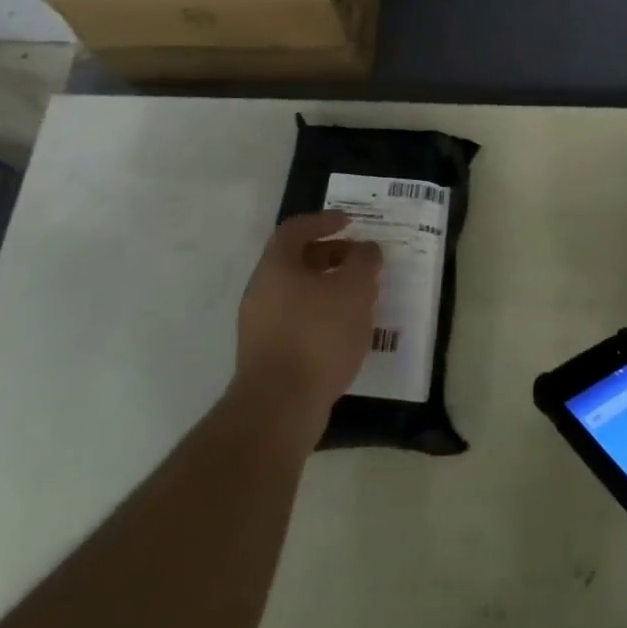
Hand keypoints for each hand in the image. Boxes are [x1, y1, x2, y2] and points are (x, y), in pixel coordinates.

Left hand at [234, 211, 382, 423]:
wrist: (279, 407)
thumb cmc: (317, 335)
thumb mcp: (354, 290)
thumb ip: (364, 262)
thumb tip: (366, 250)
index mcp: (276, 266)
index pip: (295, 229)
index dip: (323, 221)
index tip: (350, 223)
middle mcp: (261, 291)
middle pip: (296, 261)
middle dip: (330, 256)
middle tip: (360, 261)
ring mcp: (260, 325)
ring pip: (297, 293)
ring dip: (328, 288)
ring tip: (360, 297)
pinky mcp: (266, 355)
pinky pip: (297, 321)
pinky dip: (321, 315)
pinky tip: (345, 331)